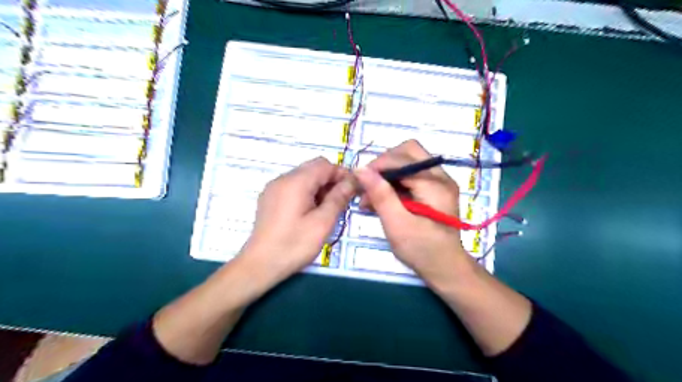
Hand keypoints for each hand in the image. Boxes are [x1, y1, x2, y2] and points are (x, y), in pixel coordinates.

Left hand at [241, 157, 357, 284]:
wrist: (259, 265)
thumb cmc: (294, 245)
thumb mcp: (322, 223)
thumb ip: (338, 198)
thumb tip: (351, 182)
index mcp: (296, 182)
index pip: (324, 164)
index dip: (342, 173)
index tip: (353, 189)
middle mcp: (282, 179)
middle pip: (313, 168)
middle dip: (331, 180)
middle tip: (342, 200)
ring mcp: (273, 188)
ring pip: (303, 177)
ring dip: (319, 187)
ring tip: (327, 209)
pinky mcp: (269, 198)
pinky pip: (293, 186)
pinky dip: (307, 192)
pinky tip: (310, 212)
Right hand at [355, 140, 472, 286]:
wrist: (446, 268)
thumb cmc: (421, 250)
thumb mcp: (397, 224)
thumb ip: (380, 195)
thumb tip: (360, 169)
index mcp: (435, 183)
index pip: (401, 158)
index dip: (376, 166)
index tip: (358, 182)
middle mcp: (441, 176)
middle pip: (408, 151)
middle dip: (384, 165)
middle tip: (368, 185)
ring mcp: (440, 181)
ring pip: (408, 161)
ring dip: (387, 174)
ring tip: (370, 197)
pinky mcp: (435, 189)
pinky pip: (412, 174)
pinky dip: (395, 182)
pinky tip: (382, 200)